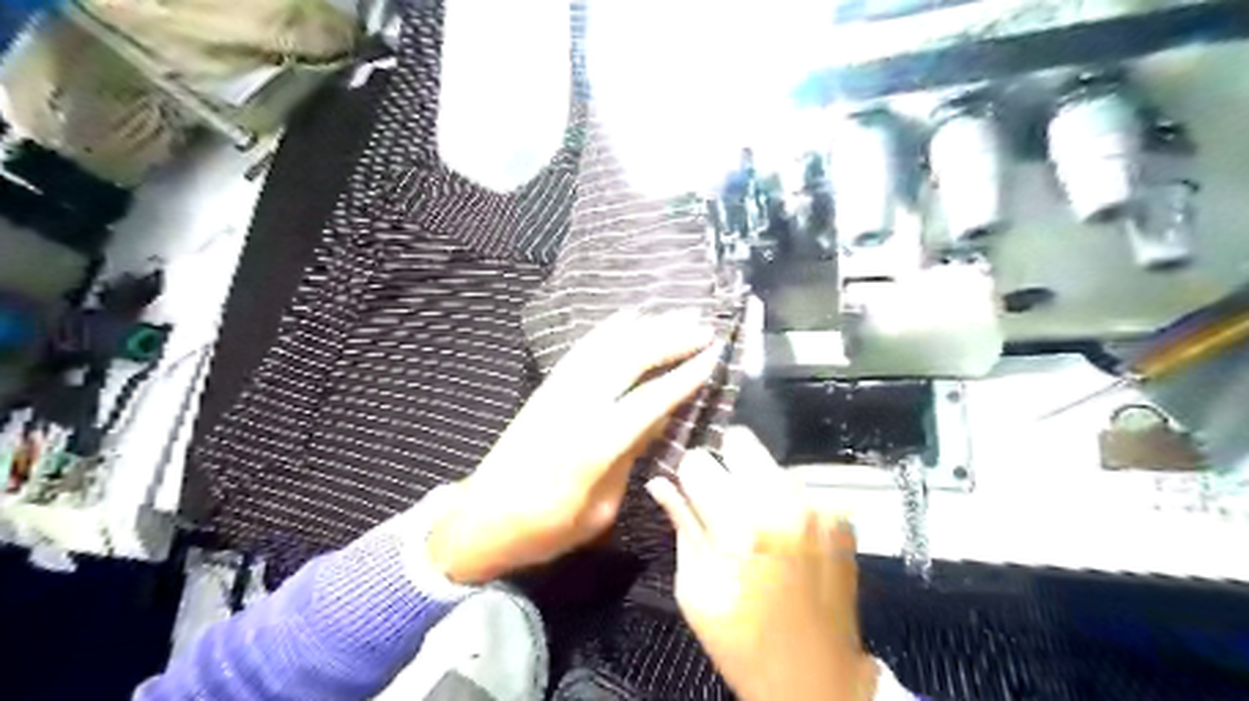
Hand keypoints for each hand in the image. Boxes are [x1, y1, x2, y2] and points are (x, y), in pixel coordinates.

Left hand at [430, 309, 721, 585]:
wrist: (481, 519)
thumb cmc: (545, 529)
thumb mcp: (599, 510)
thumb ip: (629, 458)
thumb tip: (659, 419)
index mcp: (593, 447)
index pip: (649, 400)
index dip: (684, 375)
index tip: (714, 355)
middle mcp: (575, 408)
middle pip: (628, 359)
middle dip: (669, 338)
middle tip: (704, 327)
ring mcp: (556, 392)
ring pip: (606, 346)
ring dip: (645, 327)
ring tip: (678, 315)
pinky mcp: (545, 388)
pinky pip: (581, 349)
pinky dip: (608, 329)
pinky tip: (628, 317)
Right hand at [648, 429, 869, 700]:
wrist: (817, 678)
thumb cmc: (742, 641)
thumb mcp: (694, 590)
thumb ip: (681, 526)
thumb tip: (661, 483)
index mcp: (739, 525)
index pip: (698, 460)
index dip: (688, 475)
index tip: (690, 492)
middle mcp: (783, 503)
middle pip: (741, 440)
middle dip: (724, 462)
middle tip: (722, 497)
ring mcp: (819, 506)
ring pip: (771, 462)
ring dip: (756, 483)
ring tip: (756, 523)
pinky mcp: (841, 517)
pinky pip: (799, 487)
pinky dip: (786, 502)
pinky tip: (785, 536)